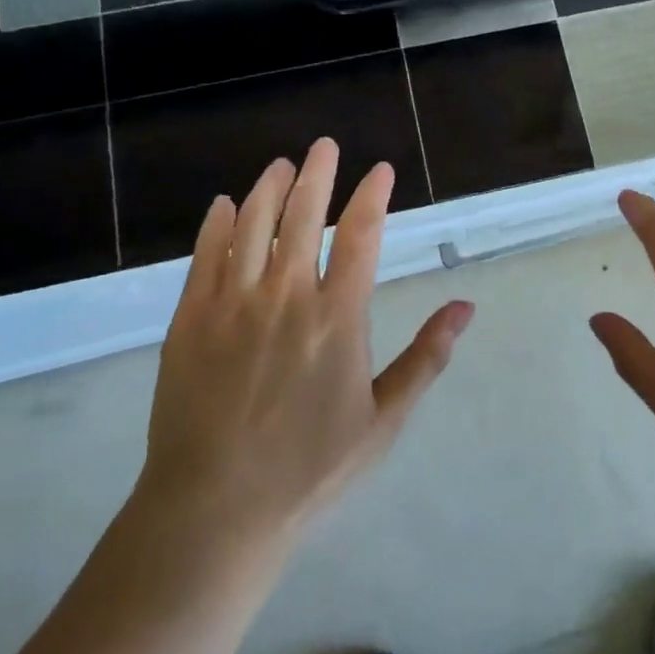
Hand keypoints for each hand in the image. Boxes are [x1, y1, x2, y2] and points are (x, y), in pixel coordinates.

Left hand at [135, 139, 473, 542]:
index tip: (380, 170)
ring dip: (268, 188)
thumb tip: (465, 308)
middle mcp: (285, 296)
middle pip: (302, 215)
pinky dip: (215, 224)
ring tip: (282, 165)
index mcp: (337, 317)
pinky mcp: (190, 320)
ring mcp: (232, 304)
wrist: (214, 508)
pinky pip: (204, 257)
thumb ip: (426, 357)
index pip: (360, 235)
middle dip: (318, 174)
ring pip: (251, 225)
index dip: (372, 196)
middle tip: (326, 145)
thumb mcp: (383, 419)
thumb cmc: (310, 468)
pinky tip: (222, 205)